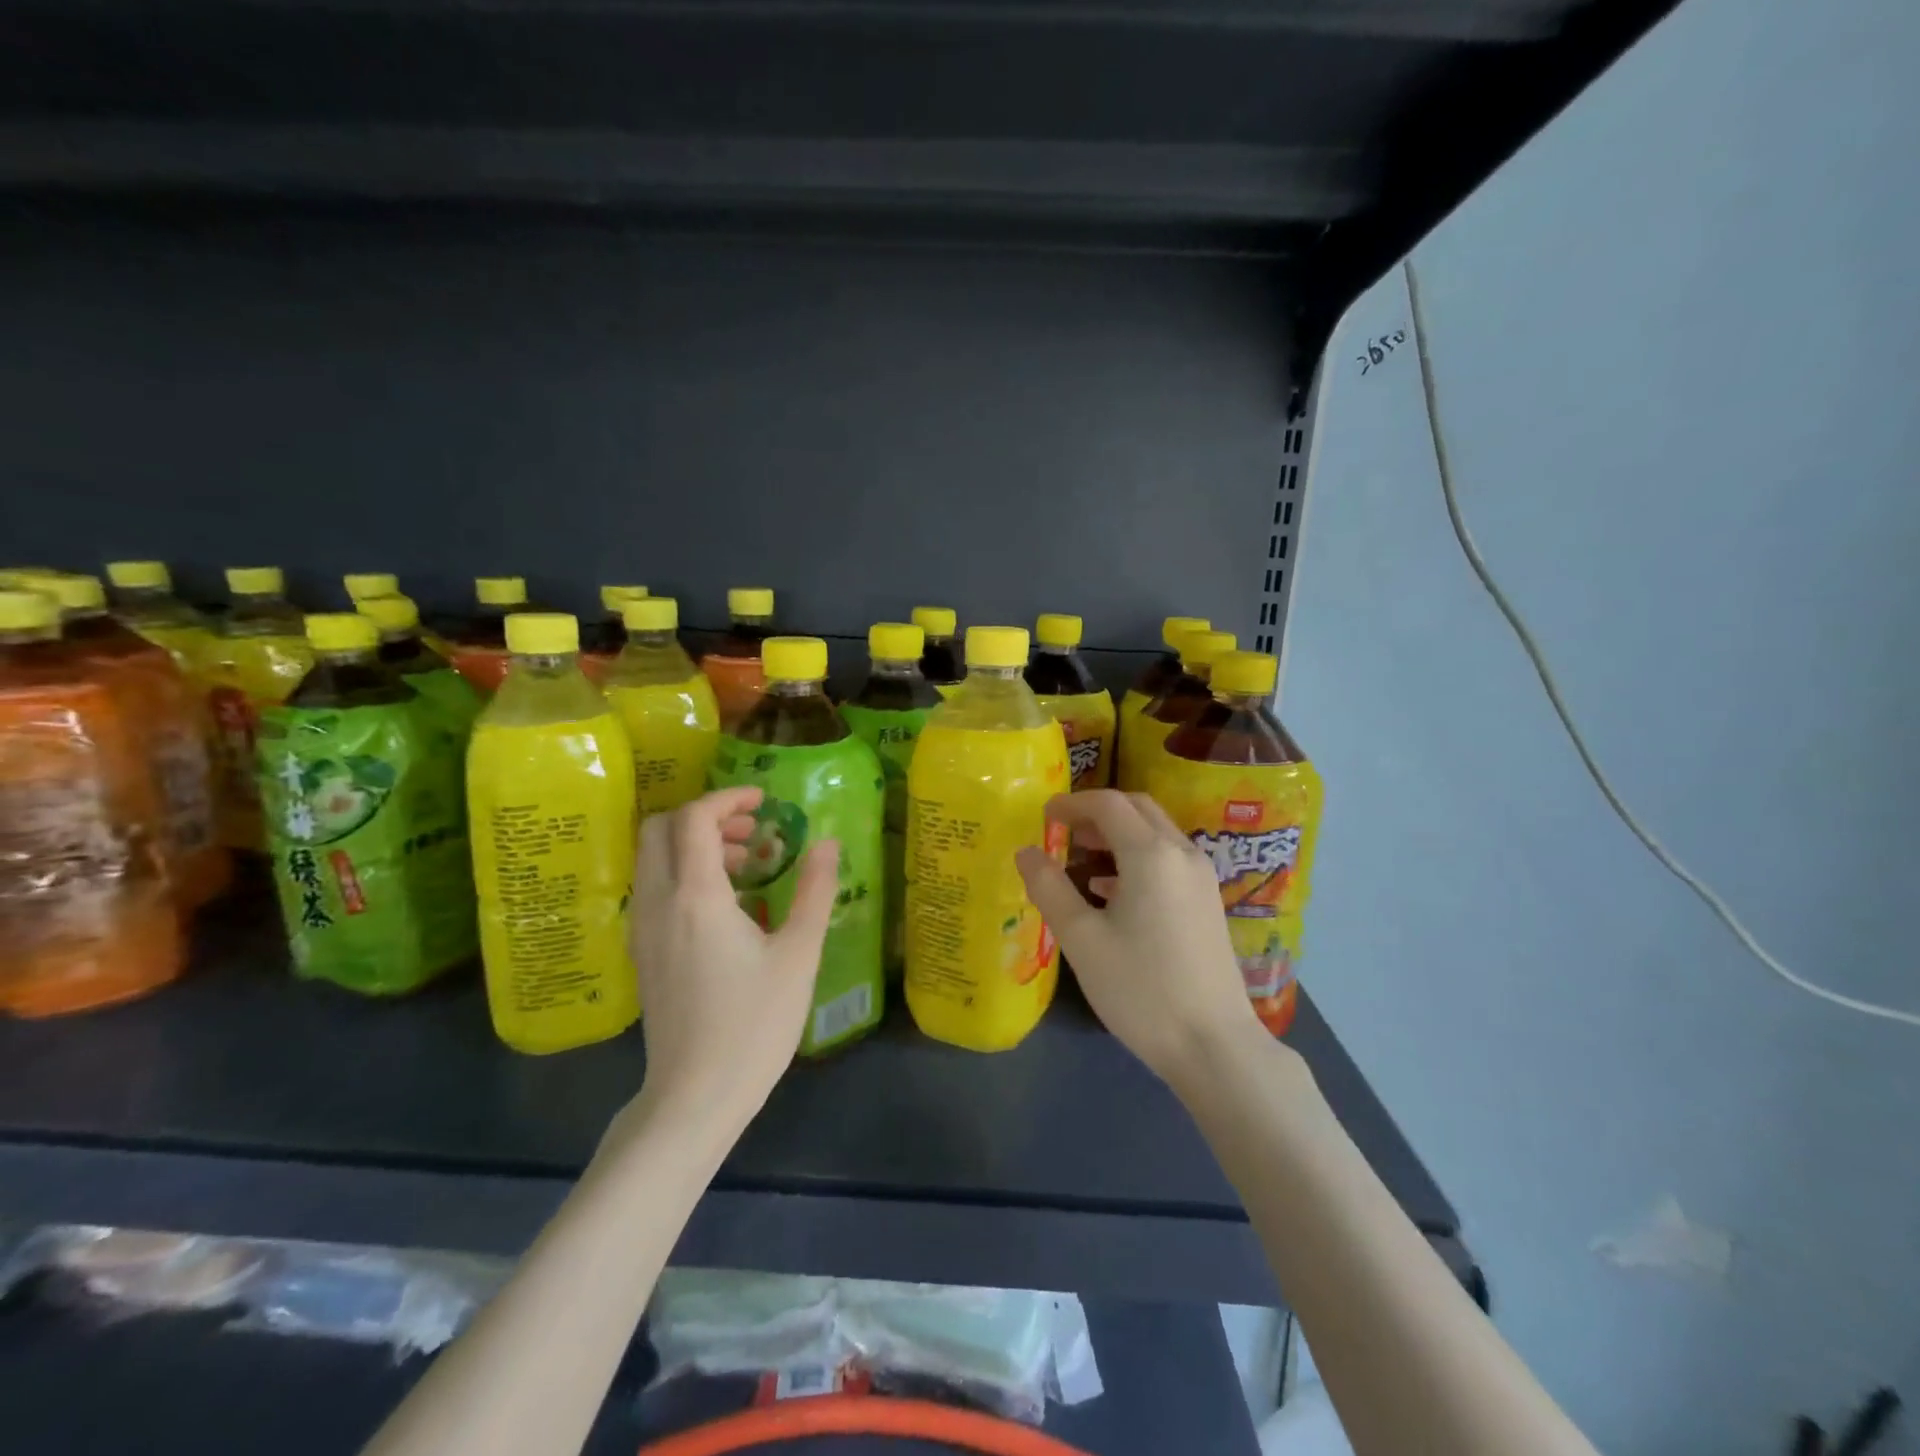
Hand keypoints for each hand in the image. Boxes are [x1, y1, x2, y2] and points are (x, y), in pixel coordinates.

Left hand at [626, 787, 839, 1137]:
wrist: (694, 1097)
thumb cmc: (753, 1025)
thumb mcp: (798, 955)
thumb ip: (814, 891)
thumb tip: (827, 842)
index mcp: (695, 896)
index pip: (695, 818)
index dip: (728, 798)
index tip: (763, 801)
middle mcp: (658, 902)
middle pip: (661, 828)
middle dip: (706, 816)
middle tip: (752, 831)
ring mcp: (642, 928)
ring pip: (654, 858)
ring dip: (695, 844)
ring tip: (747, 865)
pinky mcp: (642, 952)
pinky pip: (654, 888)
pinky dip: (684, 872)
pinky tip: (726, 904)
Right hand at [1015, 790, 1266, 1087]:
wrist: (1214, 1045)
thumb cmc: (1140, 989)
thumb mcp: (1081, 939)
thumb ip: (1049, 888)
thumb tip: (1026, 851)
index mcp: (1151, 854)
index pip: (1109, 804)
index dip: (1073, 803)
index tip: (1044, 815)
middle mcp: (1182, 854)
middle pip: (1138, 808)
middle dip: (1098, 812)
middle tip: (1063, 831)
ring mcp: (1201, 878)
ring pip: (1156, 833)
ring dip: (1118, 834)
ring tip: (1081, 858)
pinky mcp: (1208, 902)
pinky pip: (1168, 859)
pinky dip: (1137, 857)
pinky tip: (1111, 892)